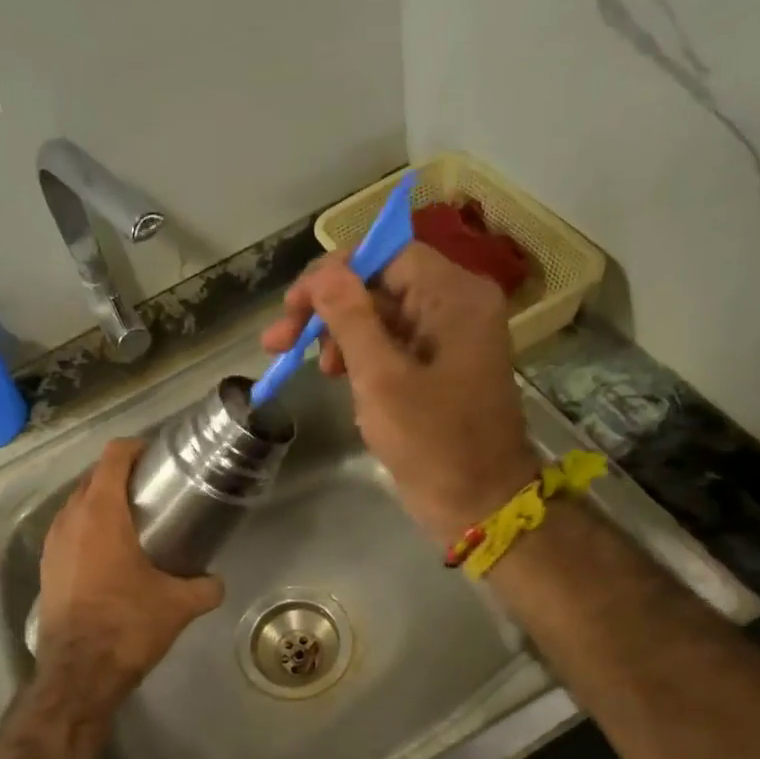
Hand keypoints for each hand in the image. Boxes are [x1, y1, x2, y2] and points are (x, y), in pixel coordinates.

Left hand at [35, 438, 224, 708]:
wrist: (78, 673)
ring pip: (77, 504)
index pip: (113, 456)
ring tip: (133, 518)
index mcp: (101, 513)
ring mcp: (52, 544)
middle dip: (121, 475)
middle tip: (153, 489)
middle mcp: (70, 519)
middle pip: (93, 477)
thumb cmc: (128, 625)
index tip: (158, 457)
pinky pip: (68, 531)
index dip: (136, 448)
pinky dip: (87, 528)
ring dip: (101, 502)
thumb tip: (216, 582)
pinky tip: (110, 552)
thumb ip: (205, 587)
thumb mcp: (178, 605)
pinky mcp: (46, 568)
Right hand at [263, 241, 539, 545]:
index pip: (387, 254)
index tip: (293, 307)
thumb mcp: (381, 378)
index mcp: (455, 297)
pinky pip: (395, 344)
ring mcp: (451, 337)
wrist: (479, 504)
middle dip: (329, 310)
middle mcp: (458, 306)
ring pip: (383, 316)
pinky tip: (342, 381)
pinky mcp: (441, 366)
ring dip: (341, 336)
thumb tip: (323, 272)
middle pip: (381, 284)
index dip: (334, 274)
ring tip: (316, 370)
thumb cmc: (432, 442)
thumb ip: (350, 318)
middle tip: (280, 343)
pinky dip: (363, 357)